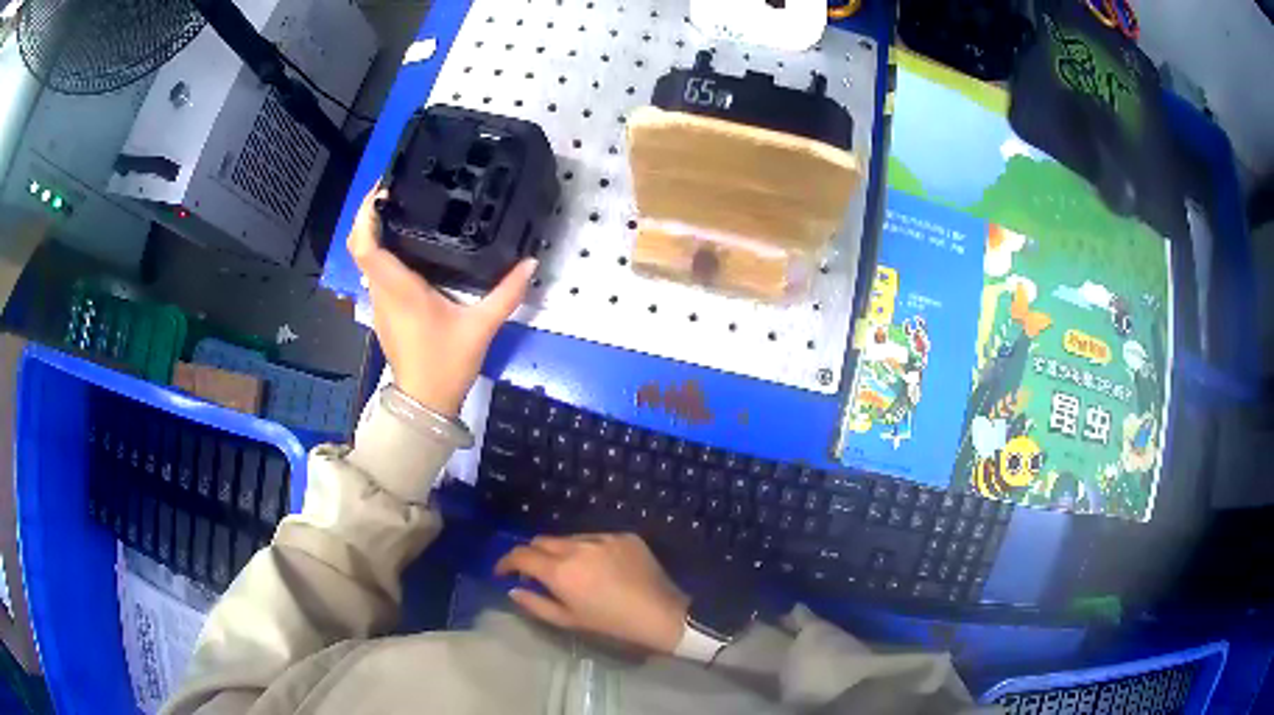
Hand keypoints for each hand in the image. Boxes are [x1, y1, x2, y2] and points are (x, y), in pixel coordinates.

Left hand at [347, 186, 536, 415]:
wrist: (425, 403)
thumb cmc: (446, 364)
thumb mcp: (481, 327)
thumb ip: (506, 293)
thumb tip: (531, 263)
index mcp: (399, 289)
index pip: (366, 246)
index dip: (366, 215)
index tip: (383, 190)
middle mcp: (382, 291)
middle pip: (360, 246)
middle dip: (368, 214)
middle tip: (394, 189)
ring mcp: (379, 302)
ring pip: (366, 259)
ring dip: (374, 231)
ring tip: (402, 207)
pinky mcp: (384, 311)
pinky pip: (376, 272)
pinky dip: (383, 251)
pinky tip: (408, 244)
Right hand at [495, 534, 689, 653]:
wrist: (661, 613)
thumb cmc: (612, 624)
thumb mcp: (569, 621)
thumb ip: (536, 604)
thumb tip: (513, 589)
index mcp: (560, 570)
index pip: (521, 554)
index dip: (506, 561)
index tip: (502, 572)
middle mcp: (577, 546)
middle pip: (542, 541)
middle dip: (531, 554)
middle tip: (534, 572)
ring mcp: (602, 538)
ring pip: (568, 537)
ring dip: (560, 551)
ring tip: (570, 571)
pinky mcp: (624, 535)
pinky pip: (596, 538)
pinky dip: (588, 549)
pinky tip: (600, 567)